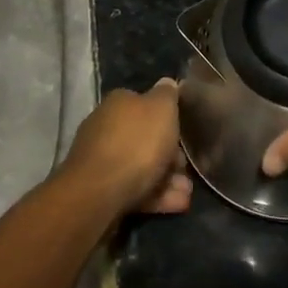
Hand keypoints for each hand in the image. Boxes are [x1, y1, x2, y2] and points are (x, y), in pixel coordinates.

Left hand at [58, 79, 193, 215]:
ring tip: (188, 192)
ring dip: (167, 178)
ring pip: (141, 167)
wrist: (99, 193)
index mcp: (118, 103)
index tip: (184, 133)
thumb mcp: (161, 109)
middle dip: (169, 154)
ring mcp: (102, 160)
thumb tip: (167, 82)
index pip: (145, 104)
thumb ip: (167, 95)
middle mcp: (106, 127)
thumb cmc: (136, 143)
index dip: (167, 119)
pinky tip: (178, 204)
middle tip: (187, 167)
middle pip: (144, 138)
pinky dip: (157, 196)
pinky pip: (135, 189)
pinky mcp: (102, 190)